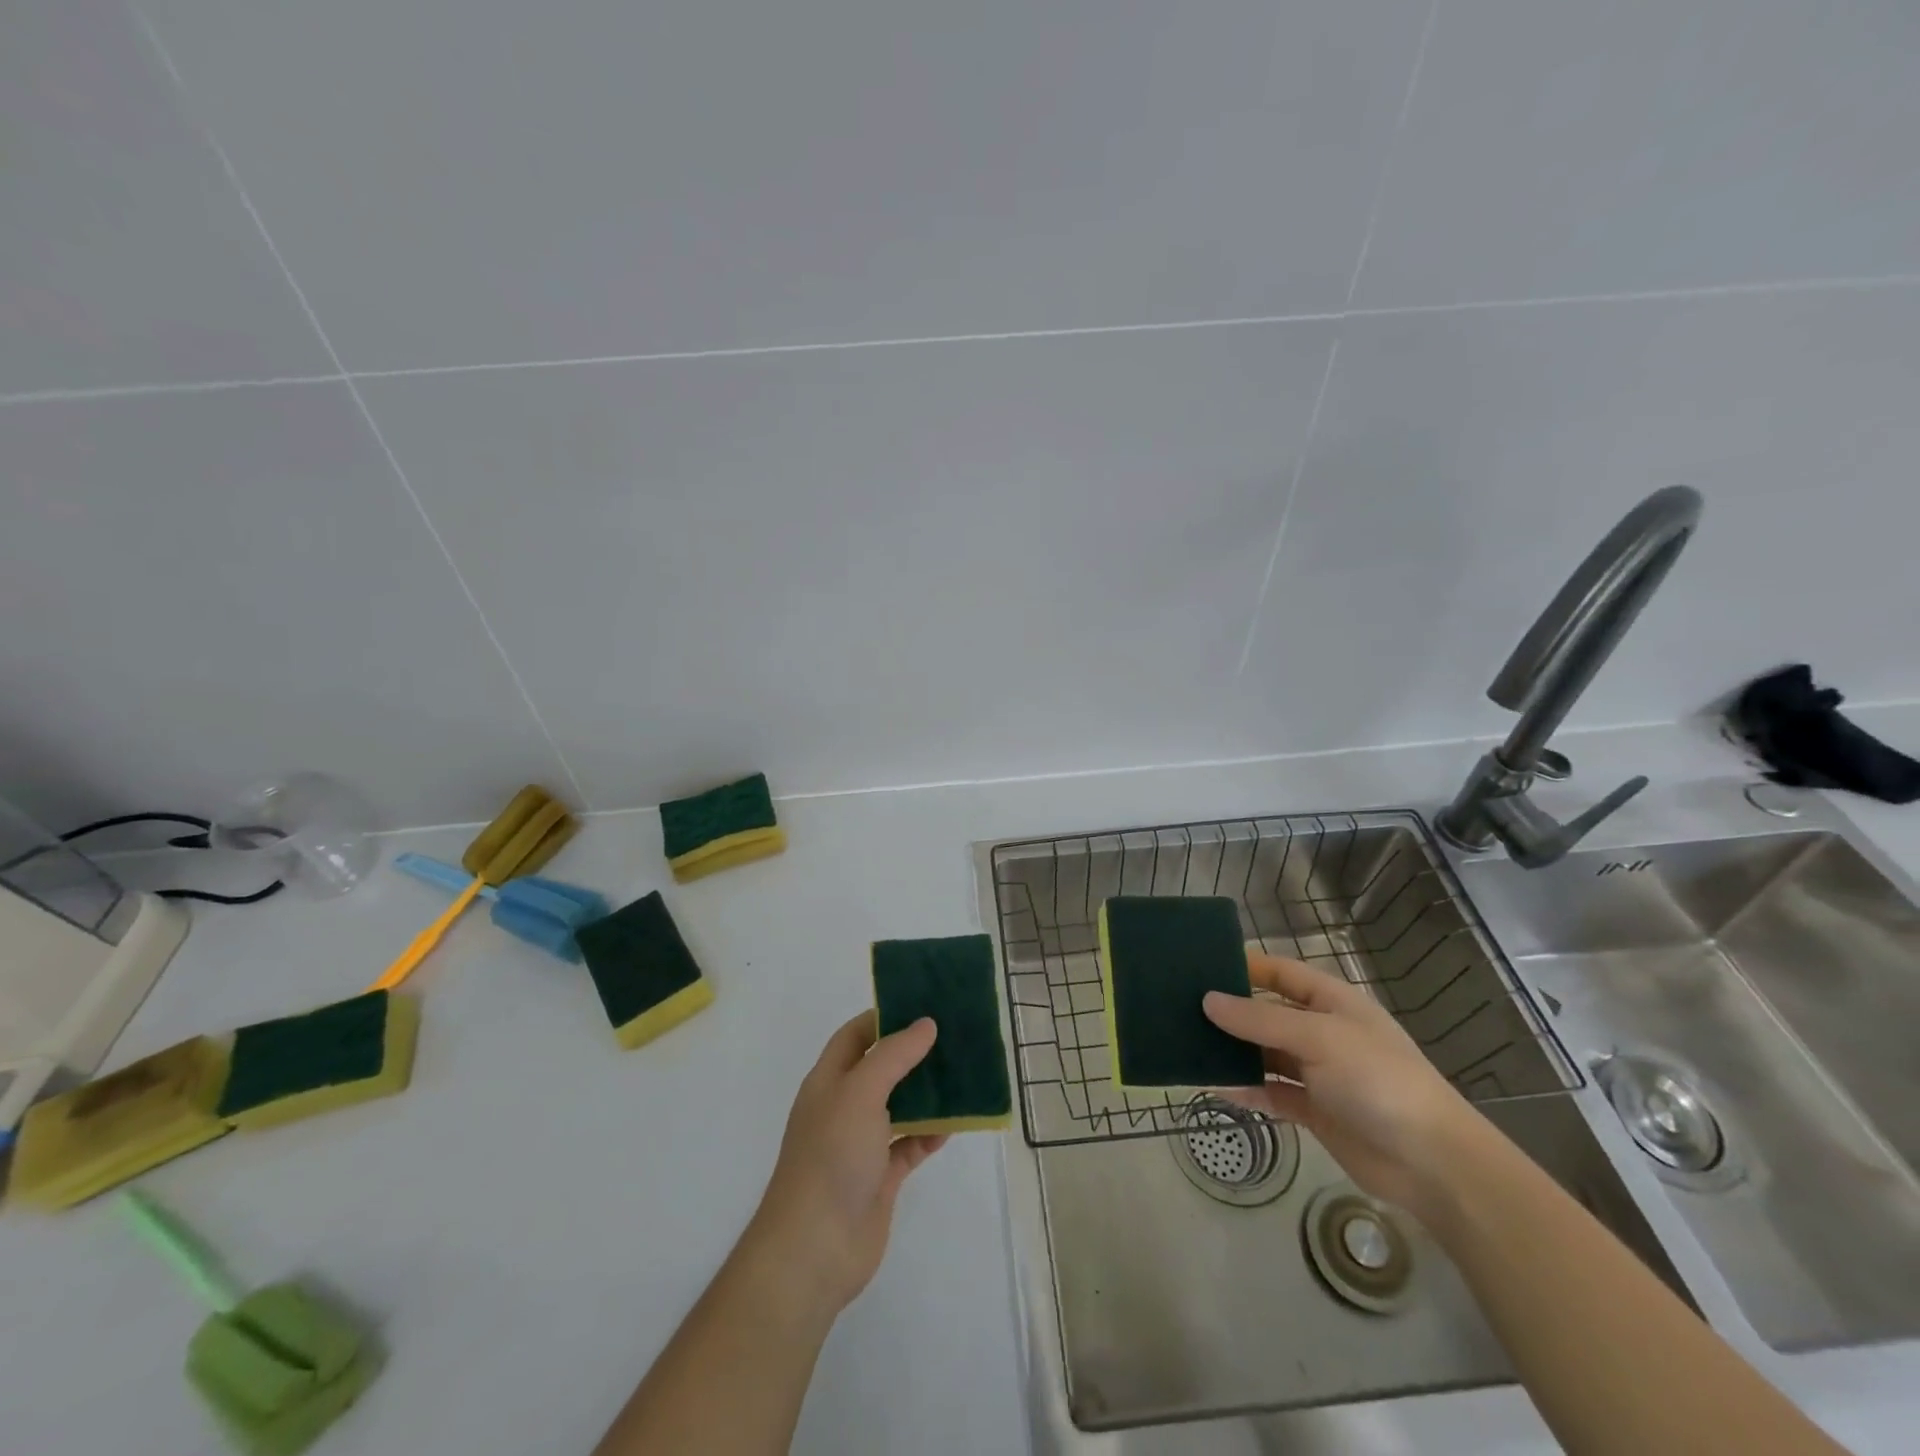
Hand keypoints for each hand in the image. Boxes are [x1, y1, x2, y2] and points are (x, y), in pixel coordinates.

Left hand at [749, 1011, 947, 1313]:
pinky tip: (957, 1123)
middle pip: (881, 1068)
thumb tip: (926, 1024)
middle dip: (913, 1053)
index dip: (884, 1017)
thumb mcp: (860, 1092)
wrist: (815, 1248)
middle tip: (954, 1036)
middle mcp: (844, 1107)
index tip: (922, 1005)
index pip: (855, 1035)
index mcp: (829, 1080)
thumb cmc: (831, 1156)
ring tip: (964, 1073)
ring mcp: (862, 1143)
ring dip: (928, 1092)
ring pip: (900, 1106)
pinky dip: (931, 1133)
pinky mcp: (880, 1177)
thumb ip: (894, 1055)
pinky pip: (910, 1145)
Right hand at [1203, 953, 1482, 1216]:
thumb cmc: (1378, 1080)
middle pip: (1268, 1012)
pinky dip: (1245, 1089)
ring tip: (1189, 1045)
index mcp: (1332, 1002)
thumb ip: (1260, 1019)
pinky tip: (1215, 1087)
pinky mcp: (1314, 1110)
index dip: (1245, 965)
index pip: (1281, 972)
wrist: (1432, 1164)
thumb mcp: (1318, 1038)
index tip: (1200, 965)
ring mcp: (1319, 1072)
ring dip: (1233, 1050)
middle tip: (1181, 1006)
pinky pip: (1270, 1092)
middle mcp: (1323, 1032)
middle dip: (1231, 1010)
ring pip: (1265, 1053)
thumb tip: (1208, 1000)